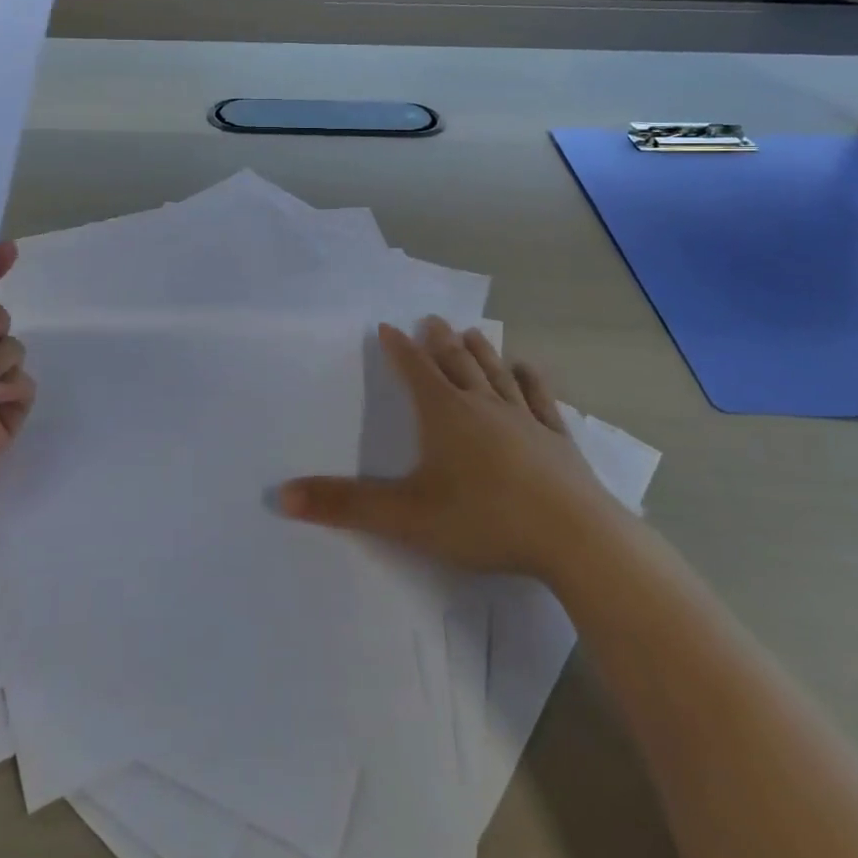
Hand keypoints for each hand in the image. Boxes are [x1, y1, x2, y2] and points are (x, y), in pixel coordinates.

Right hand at [279, 317, 626, 581]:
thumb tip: (282, 495)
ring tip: (471, 331)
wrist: (575, 538)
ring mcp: (525, 420)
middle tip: (432, 319)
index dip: (399, 349)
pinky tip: (529, 368)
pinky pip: (540, 400)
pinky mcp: (558, 440)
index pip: (415, 371)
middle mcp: (483, 406)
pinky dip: (531, 380)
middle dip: (439, 341)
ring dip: (481, 351)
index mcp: (445, 414)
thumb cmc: (484, 520)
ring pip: (496, 374)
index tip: (389, 327)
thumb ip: (345, 506)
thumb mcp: (406, 517)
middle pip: (456, 363)